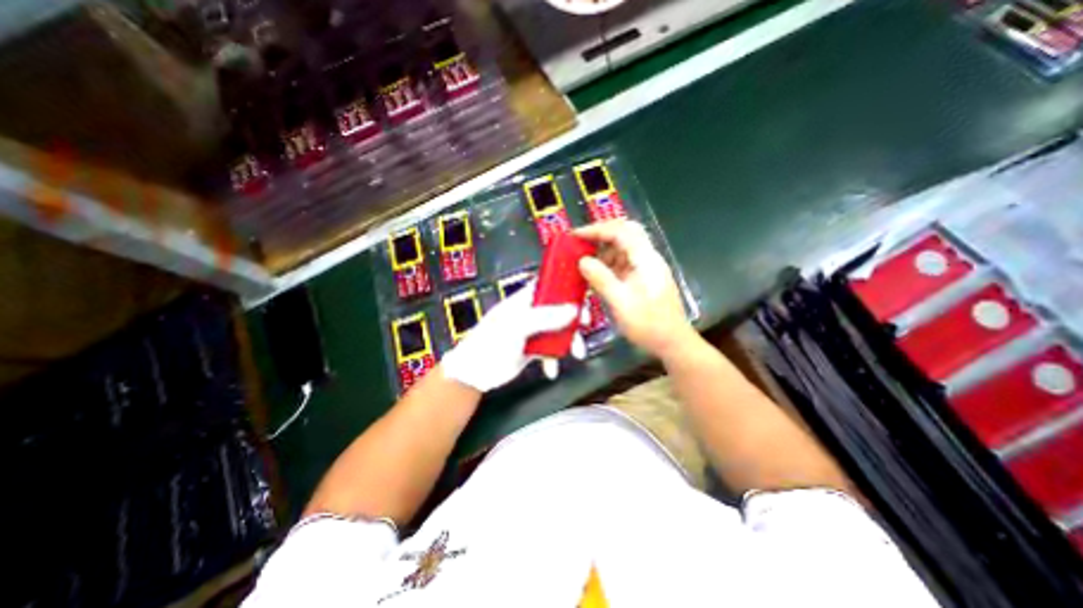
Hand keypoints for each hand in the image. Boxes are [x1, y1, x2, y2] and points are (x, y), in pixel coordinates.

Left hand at [437, 284, 580, 394]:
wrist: (473, 374)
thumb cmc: (490, 343)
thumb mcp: (517, 327)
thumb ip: (545, 317)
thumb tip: (573, 310)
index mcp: (523, 301)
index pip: (547, 286)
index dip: (565, 287)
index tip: (582, 295)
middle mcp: (529, 313)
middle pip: (557, 308)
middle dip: (572, 317)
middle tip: (585, 325)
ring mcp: (531, 331)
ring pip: (557, 330)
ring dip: (568, 341)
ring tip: (576, 354)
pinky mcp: (531, 349)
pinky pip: (549, 349)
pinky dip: (554, 358)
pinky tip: (551, 369)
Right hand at [575, 222, 693, 357]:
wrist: (673, 343)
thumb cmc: (649, 325)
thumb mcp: (621, 303)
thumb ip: (602, 279)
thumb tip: (582, 261)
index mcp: (645, 259)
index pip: (621, 231)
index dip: (597, 230)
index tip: (575, 236)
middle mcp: (648, 258)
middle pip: (625, 233)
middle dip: (601, 235)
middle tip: (580, 243)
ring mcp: (647, 268)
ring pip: (623, 247)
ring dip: (603, 250)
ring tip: (584, 261)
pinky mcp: (643, 278)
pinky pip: (623, 262)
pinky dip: (608, 263)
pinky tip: (596, 275)